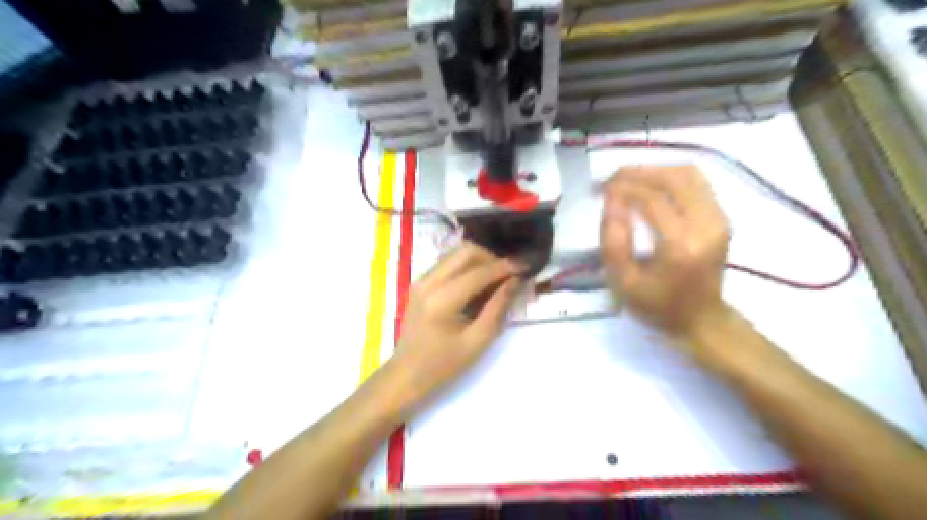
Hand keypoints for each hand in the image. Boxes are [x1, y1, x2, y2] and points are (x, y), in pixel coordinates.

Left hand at [389, 242, 523, 410]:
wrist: (407, 373)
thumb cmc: (444, 365)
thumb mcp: (478, 341)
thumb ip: (498, 307)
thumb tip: (515, 281)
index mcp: (442, 300)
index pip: (479, 272)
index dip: (505, 266)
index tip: (526, 265)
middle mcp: (428, 282)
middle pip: (465, 251)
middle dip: (491, 258)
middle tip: (509, 274)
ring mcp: (421, 280)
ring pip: (456, 254)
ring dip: (479, 261)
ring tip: (495, 279)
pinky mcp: (419, 282)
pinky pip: (447, 263)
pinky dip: (466, 267)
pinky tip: (477, 284)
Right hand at [601, 167, 732, 351]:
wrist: (701, 319)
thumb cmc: (657, 305)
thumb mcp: (623, 283)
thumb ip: (612, 242)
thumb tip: (611, 202)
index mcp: (681, 246)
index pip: (650, 199)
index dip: (622, 188)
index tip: (599, 189)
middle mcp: (706, 225)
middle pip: (672, 178)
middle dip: (637, 172)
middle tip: (610, 179)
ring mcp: (719, 218)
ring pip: (687, 174)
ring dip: (654, 170)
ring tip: (628, 180)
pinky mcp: (722, 216)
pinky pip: (696, 182)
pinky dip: (670, 176)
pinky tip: (651, 185)